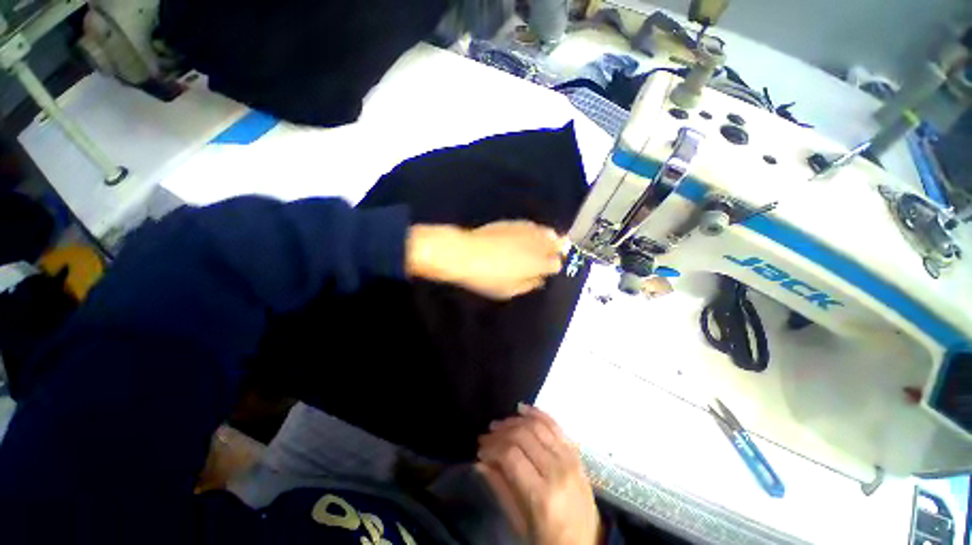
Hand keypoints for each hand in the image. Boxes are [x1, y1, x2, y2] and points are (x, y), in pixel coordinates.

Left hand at [407, 221, 566, 299]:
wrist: (466, 253)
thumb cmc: (487, 278)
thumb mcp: (509, 291)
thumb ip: (528, 285)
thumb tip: (539, 280)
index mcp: (538, 264)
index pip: (556, 264)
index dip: (554, 267)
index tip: (547, 270)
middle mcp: (537, 245)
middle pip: (557, 243)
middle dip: (558, 249)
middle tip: (553, 253)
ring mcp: (526, 231)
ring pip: (547, 231)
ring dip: (549, 238)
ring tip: (544, 243)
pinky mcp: (514, 223)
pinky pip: (532, 225)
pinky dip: (535, 230)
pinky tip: (529, 235)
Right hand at [476, 404, 601, 544]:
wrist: (588, 544)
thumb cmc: (549, 539)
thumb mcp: (520, 524)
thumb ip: (500, 489)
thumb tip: (480, 462)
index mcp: (542, 496)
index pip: (511, 455)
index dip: (492, 448)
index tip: (480, 450)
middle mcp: (557, 470)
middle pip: (523, 436)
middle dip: (500, 432)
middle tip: (486, 435)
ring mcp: (569, 459)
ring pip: (538, 426)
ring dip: (515, 420)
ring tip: (500, 423)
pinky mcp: (576, 453)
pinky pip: (555, 425)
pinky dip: (537, 413)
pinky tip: (523, 409)